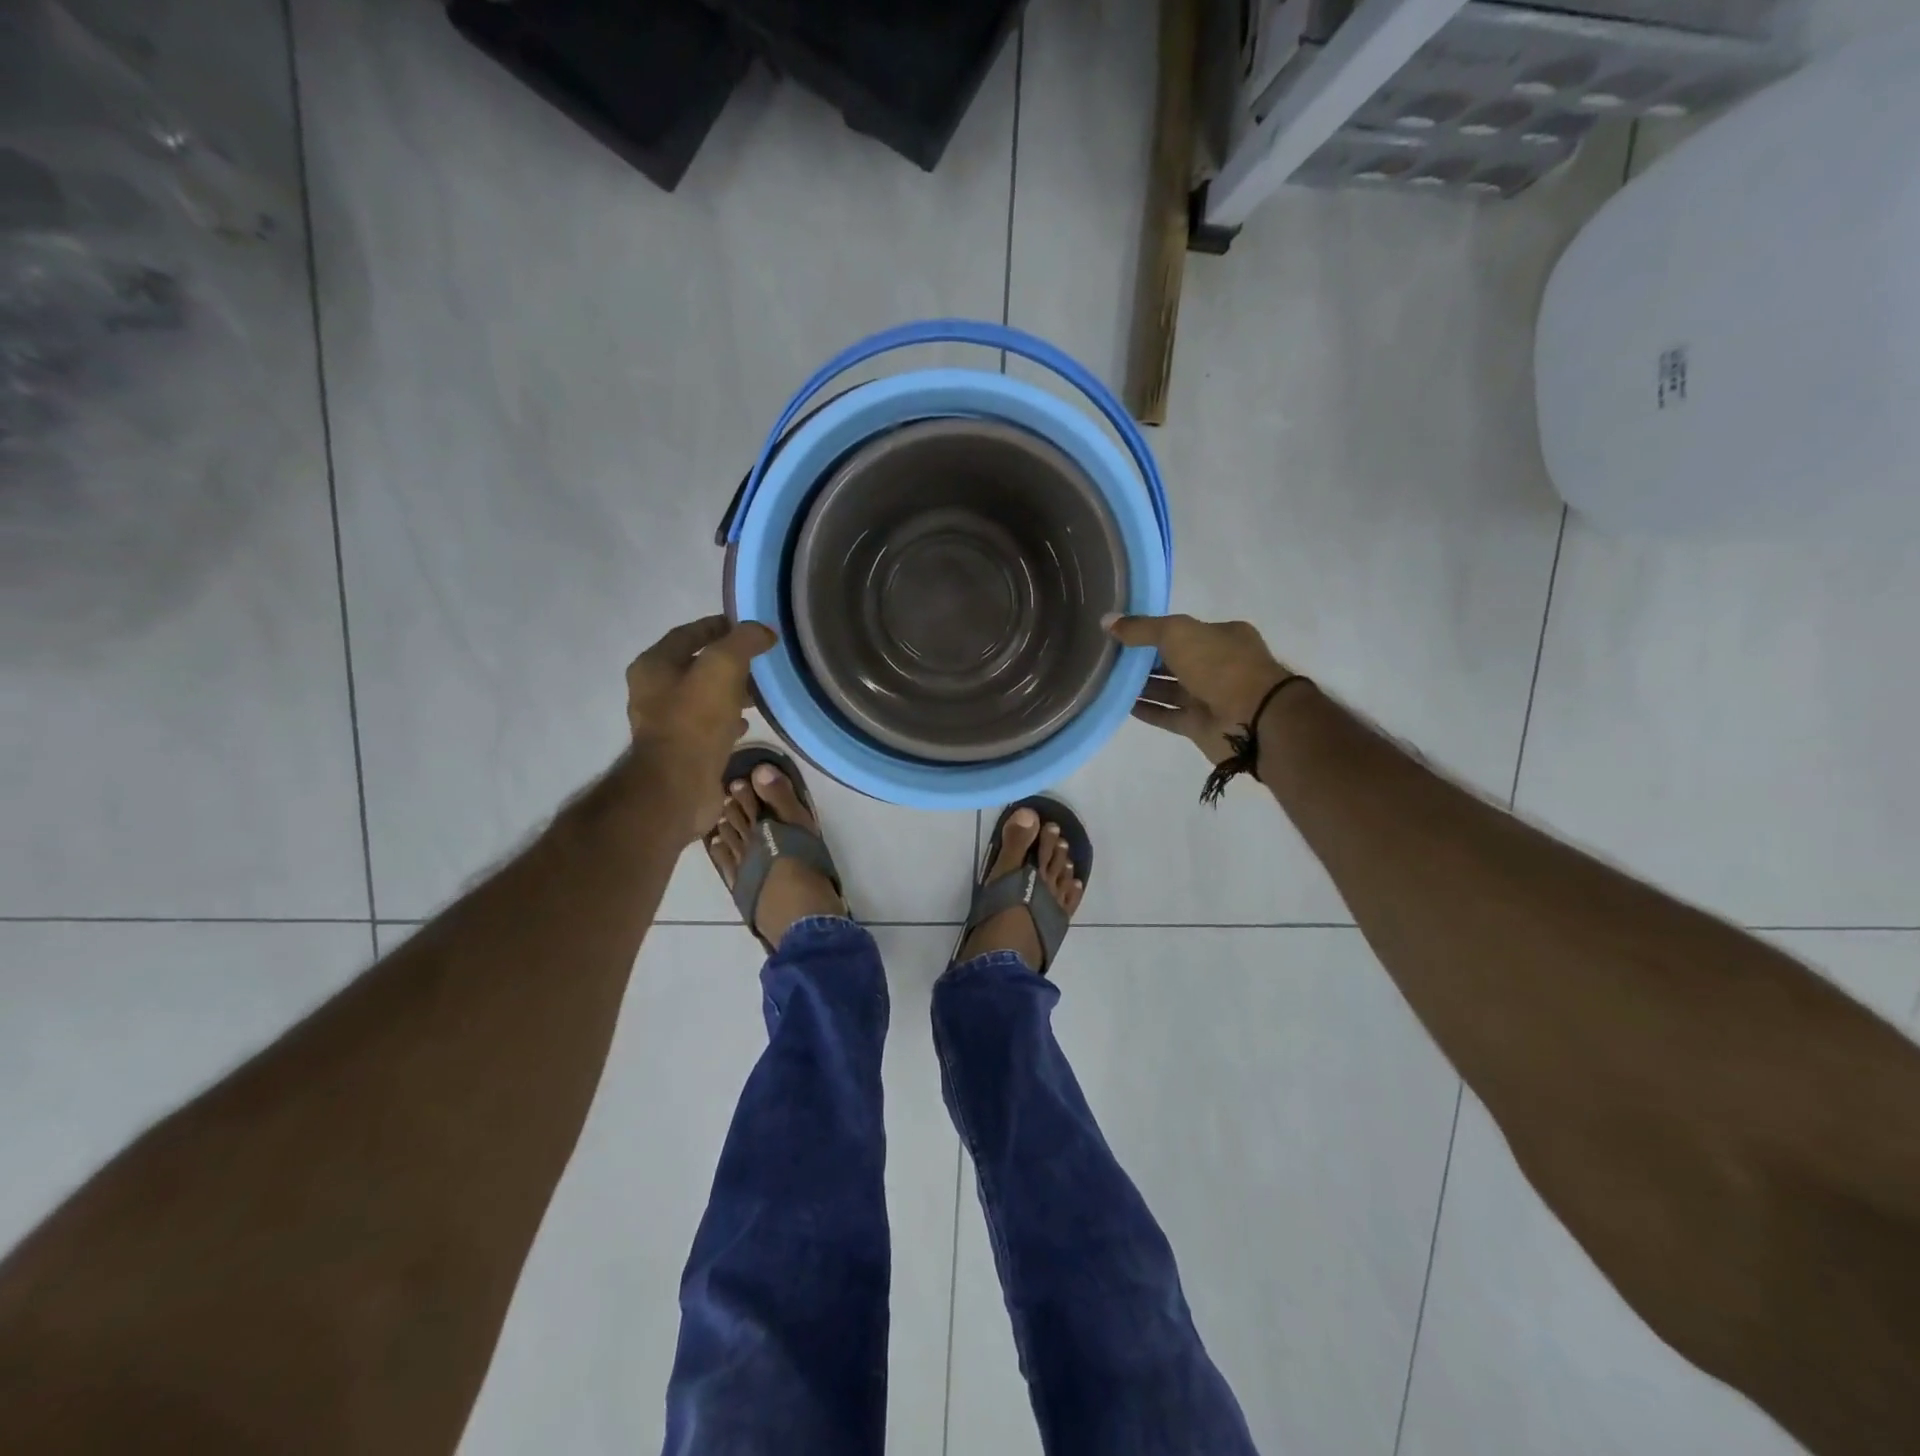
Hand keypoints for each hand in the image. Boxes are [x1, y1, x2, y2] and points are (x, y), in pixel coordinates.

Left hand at [626, 615, 776, 839]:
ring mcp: (666, 723)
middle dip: (729, 661)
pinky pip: (708, 724)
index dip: (719, 626)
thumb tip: (764, 630)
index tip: (750, 627)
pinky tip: (747, 724)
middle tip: (760, 662)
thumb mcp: (723, 668)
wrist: (677, 788)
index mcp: (654, 665)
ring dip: (731, 691)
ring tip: (759, 693)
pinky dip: (728, 718)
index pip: (689, 633)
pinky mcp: (681, 749)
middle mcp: (653, 691)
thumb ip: (743, 642)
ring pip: (704, 696)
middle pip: (696, 665)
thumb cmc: (695, 722)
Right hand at [1105, 613, 1292, 765]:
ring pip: (1170, 689)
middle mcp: (1218, 665)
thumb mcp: (1176, 633)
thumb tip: (1106, 621)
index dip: (1154, 631)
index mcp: (1223, 637)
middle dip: (1146, 660)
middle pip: (1175, 660)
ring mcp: (1210, 697)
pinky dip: (1147, 710)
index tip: (1124, 634)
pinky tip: (1122, 704)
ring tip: (1109, 680)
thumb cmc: (1219, 664)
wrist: (1252, 718)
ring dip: (1143, 686)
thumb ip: (1141, 628)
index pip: (1183, 631)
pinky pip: (1168, 715)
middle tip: (1110, 658)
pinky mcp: (1199, 725)